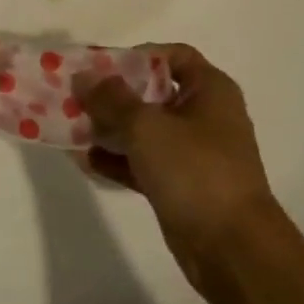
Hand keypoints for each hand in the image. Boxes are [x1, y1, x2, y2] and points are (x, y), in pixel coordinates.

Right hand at [74, 44, 276, 270]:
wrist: (231, 248)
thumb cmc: (194, 171)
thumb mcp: (146, 126)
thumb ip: (110, 98)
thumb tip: (84, 77)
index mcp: (210, 91)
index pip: (173, 55)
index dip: (137, 56)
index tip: (101, 67)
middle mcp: (204, 116)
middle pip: (152, 92)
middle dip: (113, 94)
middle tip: (76, 96)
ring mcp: (193, 153)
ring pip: (144, 129)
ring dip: (109, 127)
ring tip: (72, 127)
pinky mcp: (179, 184)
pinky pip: (142, 161)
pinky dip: (116, 159)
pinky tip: (84, 159)